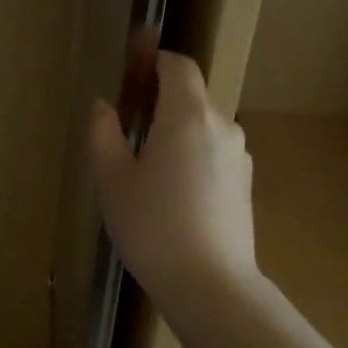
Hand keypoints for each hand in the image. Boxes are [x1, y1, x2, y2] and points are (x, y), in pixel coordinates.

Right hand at [89, 51, 258, 303]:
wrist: (210, 285)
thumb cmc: (152, 227)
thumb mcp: (112, 180)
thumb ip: (103, 134)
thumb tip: (104, 108)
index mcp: (187, 115)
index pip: (178, 65)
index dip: (154, 61)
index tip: (131, 74)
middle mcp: (221, 125)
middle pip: (190, 97)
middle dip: (159, 102)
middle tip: (127, 130)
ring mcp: (239, 156)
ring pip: (202, 128)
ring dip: (176, 133)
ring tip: (147, 172)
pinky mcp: (244, 184)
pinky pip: (213, 154)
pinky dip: (192, 158)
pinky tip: (173, 196)